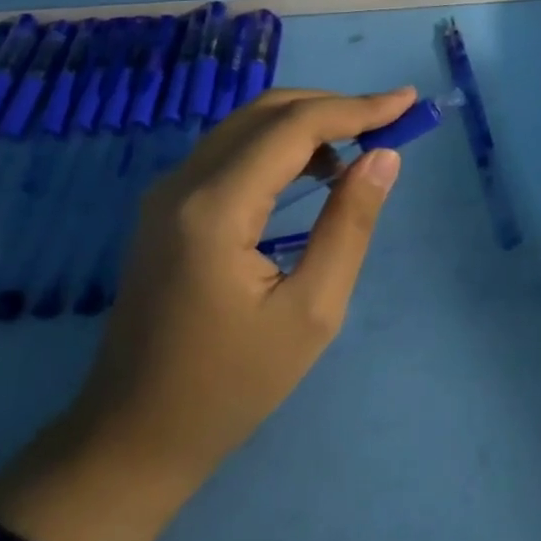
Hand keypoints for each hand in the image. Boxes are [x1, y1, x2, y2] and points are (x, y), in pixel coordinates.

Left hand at [0, 86, 414, 540]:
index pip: (294, 127)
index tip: (408, 103)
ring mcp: (167, 192)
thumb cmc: (231, 386)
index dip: (357, 108)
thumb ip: (350, 225)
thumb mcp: (312, 312)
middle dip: (335, 106)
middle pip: (267, 112)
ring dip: (308, 123)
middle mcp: (183, 183)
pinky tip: (314, 171)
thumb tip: (384, 157)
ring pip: (247, 126)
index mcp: (216, 208)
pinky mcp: (167, 207)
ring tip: (362, 144)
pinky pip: (231, 151)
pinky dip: (279, 145)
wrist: (133, 437)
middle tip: (390, 118)